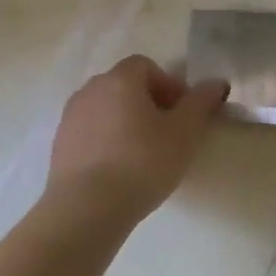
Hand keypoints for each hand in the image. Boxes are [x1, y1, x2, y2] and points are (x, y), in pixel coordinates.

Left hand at [44, 56, 229, 226]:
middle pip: (125, 85)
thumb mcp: (185, 133)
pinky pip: (90, 132)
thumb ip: (202, 103)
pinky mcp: (59, 145)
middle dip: (149, 103)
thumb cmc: (142, 162)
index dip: (168, 85)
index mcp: (120, 79)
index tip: (182, 114)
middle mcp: (91, 90)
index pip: (146, 66)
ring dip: (126, 122)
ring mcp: (70, 117)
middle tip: (167, 133)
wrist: (86, 208)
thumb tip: (216, 83)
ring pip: (106, 109)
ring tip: (143, 154)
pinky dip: (107, 141)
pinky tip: (119, 170)